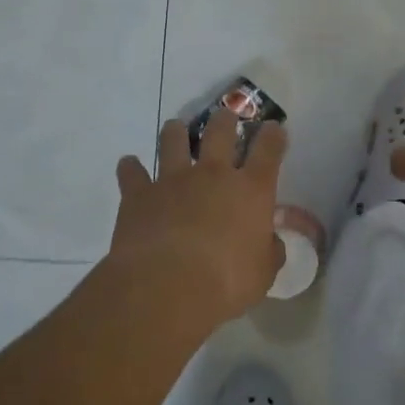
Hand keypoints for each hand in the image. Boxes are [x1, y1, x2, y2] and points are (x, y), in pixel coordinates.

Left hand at [111, 112, 286, 326]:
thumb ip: (269, 252)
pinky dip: (130, 168)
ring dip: (176, 132)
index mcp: (252, 190)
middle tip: (226, 117)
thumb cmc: (226, 282)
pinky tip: (129, 166)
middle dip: (226, 120)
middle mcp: (214, 174)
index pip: (269, 150)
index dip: (273, 135)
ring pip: (174, 140)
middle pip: (221, 131)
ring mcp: (173, 180)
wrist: (166, 286)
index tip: (274, 128)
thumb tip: (270, 243)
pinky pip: (132, 172)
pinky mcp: (139, 194)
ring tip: (176, 129)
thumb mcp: (263, 273)